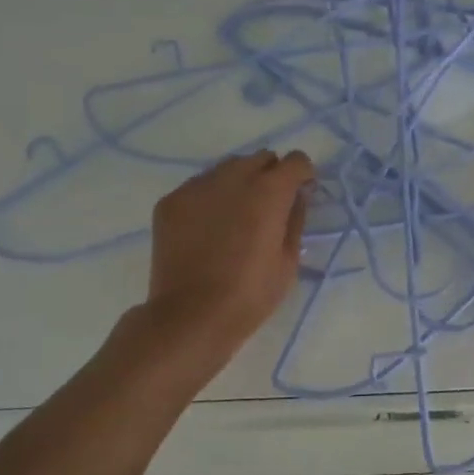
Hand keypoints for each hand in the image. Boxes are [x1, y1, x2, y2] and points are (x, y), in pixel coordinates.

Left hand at [142, 149, 314, 363]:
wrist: (191, 316)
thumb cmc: (250, 294)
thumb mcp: (289, 260)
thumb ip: (296, 219)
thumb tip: (297, 196)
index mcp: (268, 191)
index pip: (296, 161)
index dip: (302, 175)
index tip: (301, 193)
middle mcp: (233, 177)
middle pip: (260, 158)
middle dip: (270, 175)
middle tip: (269, 207)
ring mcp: (197, 186)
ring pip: (227, 168)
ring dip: (239, 183)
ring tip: (236, 216)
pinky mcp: (171, 201)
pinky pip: (199, 186)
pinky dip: (210, 198)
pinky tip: (208, 228)